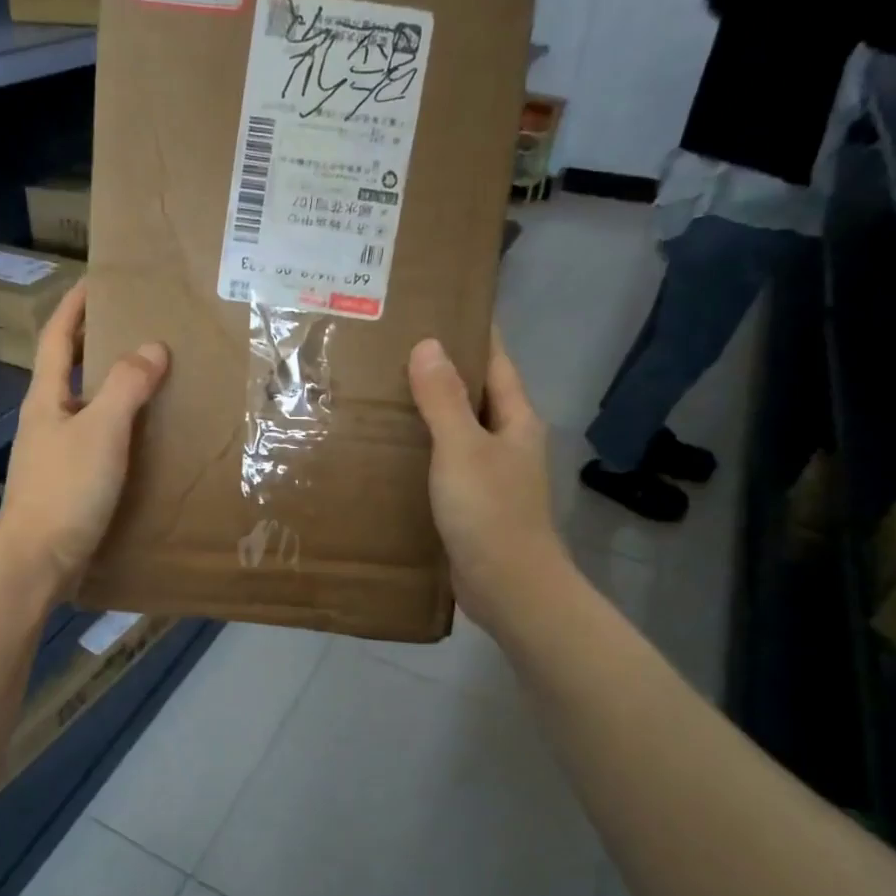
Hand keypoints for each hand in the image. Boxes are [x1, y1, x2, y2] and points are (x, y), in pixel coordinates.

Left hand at [0, 281, 168, 595]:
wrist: (37, 561)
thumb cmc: (65, 490)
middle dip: (95, 343)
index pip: (56, 338)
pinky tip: (144, 436)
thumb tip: (153, 347)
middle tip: (137, 327)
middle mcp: (46, 420)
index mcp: (46, 399)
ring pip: (86, 406)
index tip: (97, 281)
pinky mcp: (68, 482)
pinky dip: (119, 426)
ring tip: (152, 377)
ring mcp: (55, 453)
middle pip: (69, 369)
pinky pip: (97, 439)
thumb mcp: (101, 431)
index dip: (75, 307)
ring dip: (112, 387)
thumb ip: (127, 387)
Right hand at [408, 330, 564, 639]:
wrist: (508, 587)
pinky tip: (389, 450)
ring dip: (427, 412)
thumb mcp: (462, 448)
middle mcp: (507, 441)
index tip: (438, 308)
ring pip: (456, 430)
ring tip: (381, 393)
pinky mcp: (472, 502)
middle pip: (474, 394)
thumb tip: (428, 344)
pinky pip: (444, 463)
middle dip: (440, 371)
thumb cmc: (489, 511)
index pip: (494, 362)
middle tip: (392, 349)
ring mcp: (490, 474)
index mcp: (514, 419)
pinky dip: (421, 450)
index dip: (471, 334)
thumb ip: (443, 399)